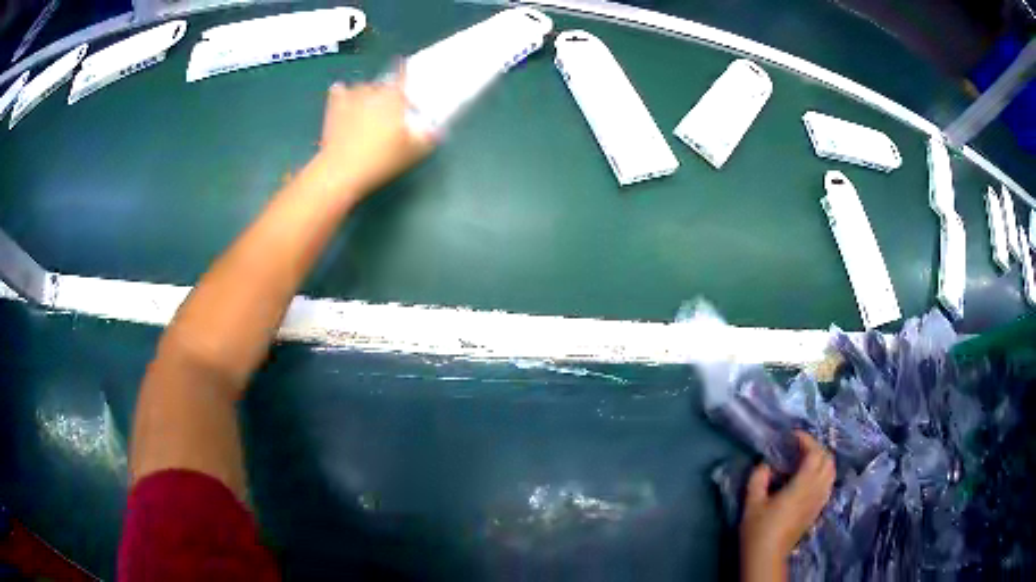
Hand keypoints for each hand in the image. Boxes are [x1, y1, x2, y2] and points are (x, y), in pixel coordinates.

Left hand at [314, 66, 434, 201]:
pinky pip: (338, 92)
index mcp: (393, 98)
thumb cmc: (380, 160)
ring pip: (362, 87)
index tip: (407, 71)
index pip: (402, 74)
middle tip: (389, 108)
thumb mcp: (412, 153)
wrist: (341, 171)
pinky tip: (344, 99)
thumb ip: (427, 138)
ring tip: (368, 107)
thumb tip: (436, 130)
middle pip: (383, 84)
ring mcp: (350, 98)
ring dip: (367, 93)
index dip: (405, 71)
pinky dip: (342, 94)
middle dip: (387, 92)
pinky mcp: (333, 109)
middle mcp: (373, 92)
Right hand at [740, 432, 834, 580]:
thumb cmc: (759, 529)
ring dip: (823, 460)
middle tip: (800, 446)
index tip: (793, 436)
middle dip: (817, 448)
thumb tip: (765, 464)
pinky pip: (829, 484)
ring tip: (807, 460)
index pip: (815, 454)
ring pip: (832, 472)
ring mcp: (819, 501)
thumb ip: (758, 479)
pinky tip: (810, 479)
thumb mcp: (752, 502)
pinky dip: (824, 474)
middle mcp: (816, 490)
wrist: (767, 556)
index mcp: (802, 486)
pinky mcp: (818, 510)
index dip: (807, 440)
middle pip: (828, 460)